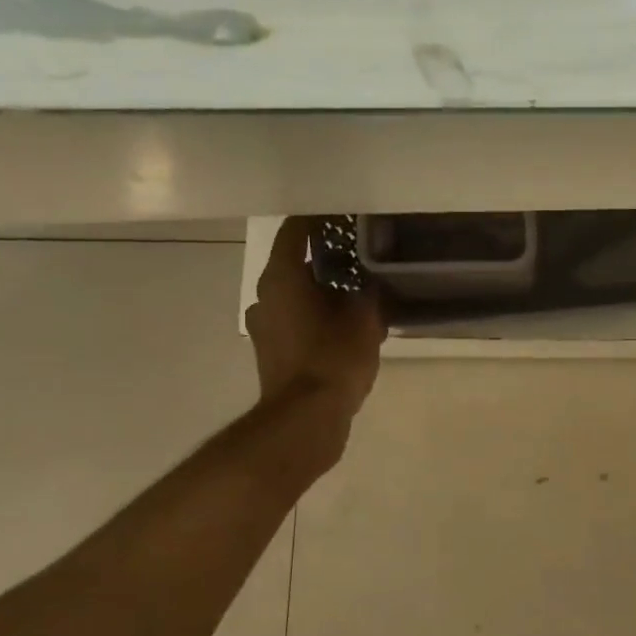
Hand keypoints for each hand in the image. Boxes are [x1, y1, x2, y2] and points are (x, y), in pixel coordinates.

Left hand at [245, 219, 385, 421]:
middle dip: (328, 259)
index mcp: (282, 277)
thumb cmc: (333, 359)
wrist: (306, 420)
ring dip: (323, 292)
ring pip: (297, 295)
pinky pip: (296, 321)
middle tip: (363, 257)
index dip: (320, 219)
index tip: (345, 215)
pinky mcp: (271, 351)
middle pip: (296, 264)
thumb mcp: (365, 319)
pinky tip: (346, 327)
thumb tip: (371, 282)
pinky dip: (317, 317)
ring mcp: (264, 326)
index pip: (296, 230)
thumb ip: (369, 292)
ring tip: (359, 295)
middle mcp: (265, 295)